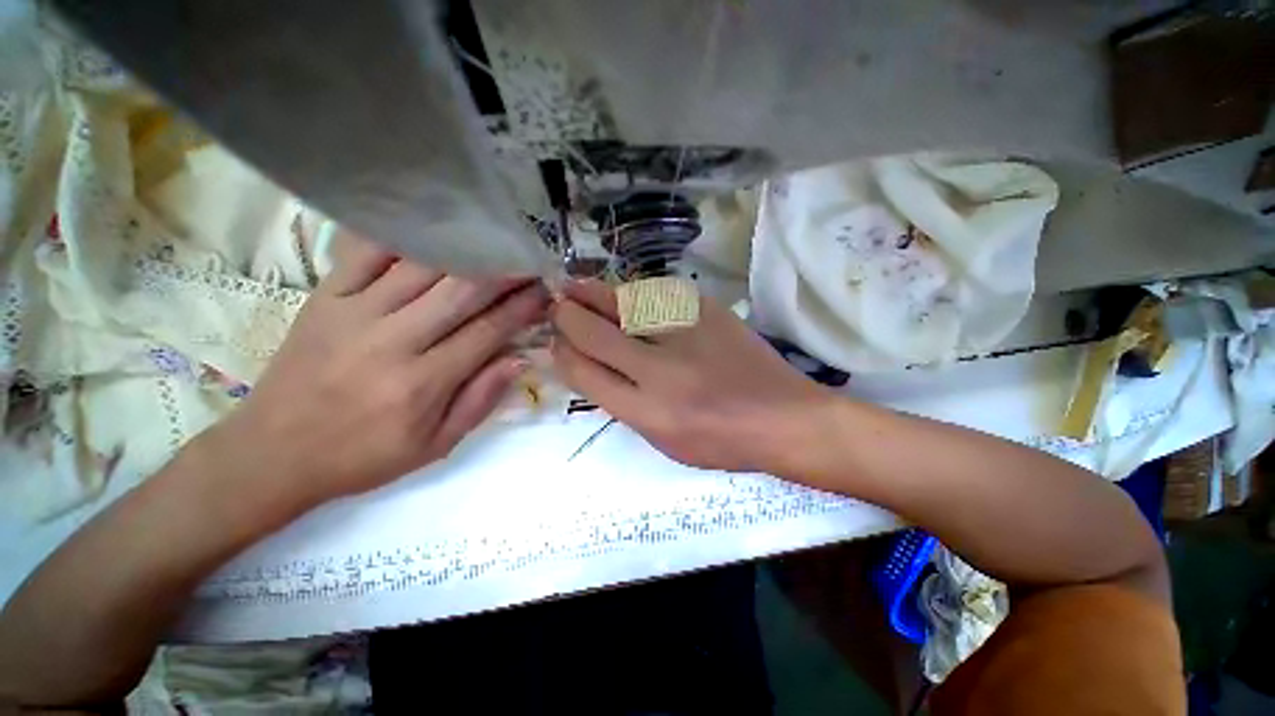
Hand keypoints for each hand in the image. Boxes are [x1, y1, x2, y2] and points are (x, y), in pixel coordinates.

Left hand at [207, 233, 548, 509]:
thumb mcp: (435, 445)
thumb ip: (481, 401)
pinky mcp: (323, 298)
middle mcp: (392, 341)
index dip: (521, 308)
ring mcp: (353, 313)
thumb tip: (520, 359)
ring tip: (494, 245)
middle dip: (503, 273)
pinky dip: (404, 237)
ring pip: (421, 267)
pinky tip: (433, 230)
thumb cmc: (363, 456)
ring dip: (466, 253)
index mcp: (422, 383)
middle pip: (461, 292)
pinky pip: (366, 253)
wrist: (272, 453)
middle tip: (529, 261)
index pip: (488, 332)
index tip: (545, 292)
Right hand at [551, 280, 832, 472]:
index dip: (562, 353)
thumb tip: (590, 365)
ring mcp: (686, 334)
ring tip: (575, 287)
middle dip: (566, 316)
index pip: (584, 373)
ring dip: (591, 293)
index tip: (556, 341)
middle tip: (556, 305)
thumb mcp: (663, 440)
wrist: (781, 416)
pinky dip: (632, 293)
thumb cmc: (720, 440)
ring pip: (622, 303)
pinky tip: (622, 293)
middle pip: (594, 333)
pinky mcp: (707, 311)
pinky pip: (655, 294)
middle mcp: (660, 371)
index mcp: (647, 411)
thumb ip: (623, 402)